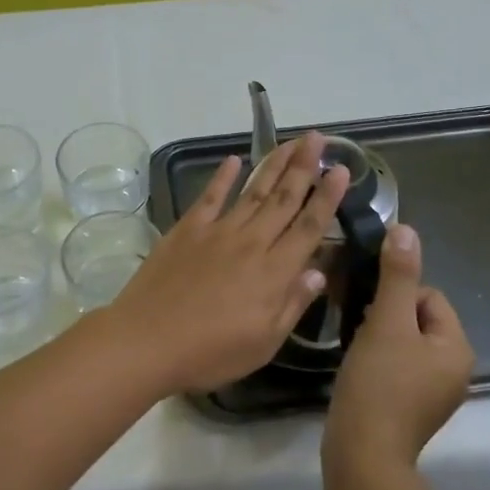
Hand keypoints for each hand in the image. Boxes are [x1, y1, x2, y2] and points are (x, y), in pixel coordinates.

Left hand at [101, 133, 350, 394]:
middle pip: (284, 199)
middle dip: (304, 167)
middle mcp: (251, 243)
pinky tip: (234, 160)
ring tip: (290, 142)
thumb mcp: (263, 343)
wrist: (147, 339)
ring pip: (252, 191)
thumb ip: (292, 304)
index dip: (327, 197)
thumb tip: (319, 271)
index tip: (342, 170)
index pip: (309, 227)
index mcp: (274, 272)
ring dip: (273, 164)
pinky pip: (209, 196)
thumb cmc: (209, 352)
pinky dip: (222, 176)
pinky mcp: (187, 230)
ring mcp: (216, 232)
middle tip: (318, 138)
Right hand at [323, 224, 474, 472]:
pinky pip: (398, 366)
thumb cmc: (379, 384)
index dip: (394, 295)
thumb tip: (406, 229)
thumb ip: (396, 275)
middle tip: (360, 330)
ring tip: (356, 349)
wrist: (363, 454)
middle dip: (385, 316)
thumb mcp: (386, 322)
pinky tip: (358, 370)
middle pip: (417, 318)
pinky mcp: (412, 408)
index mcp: (457, 347)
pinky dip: (378, 361)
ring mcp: (434, 392)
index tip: (370, 314)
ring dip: (379, 337)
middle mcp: (454, 369)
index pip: (428, 295)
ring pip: (404, 342)